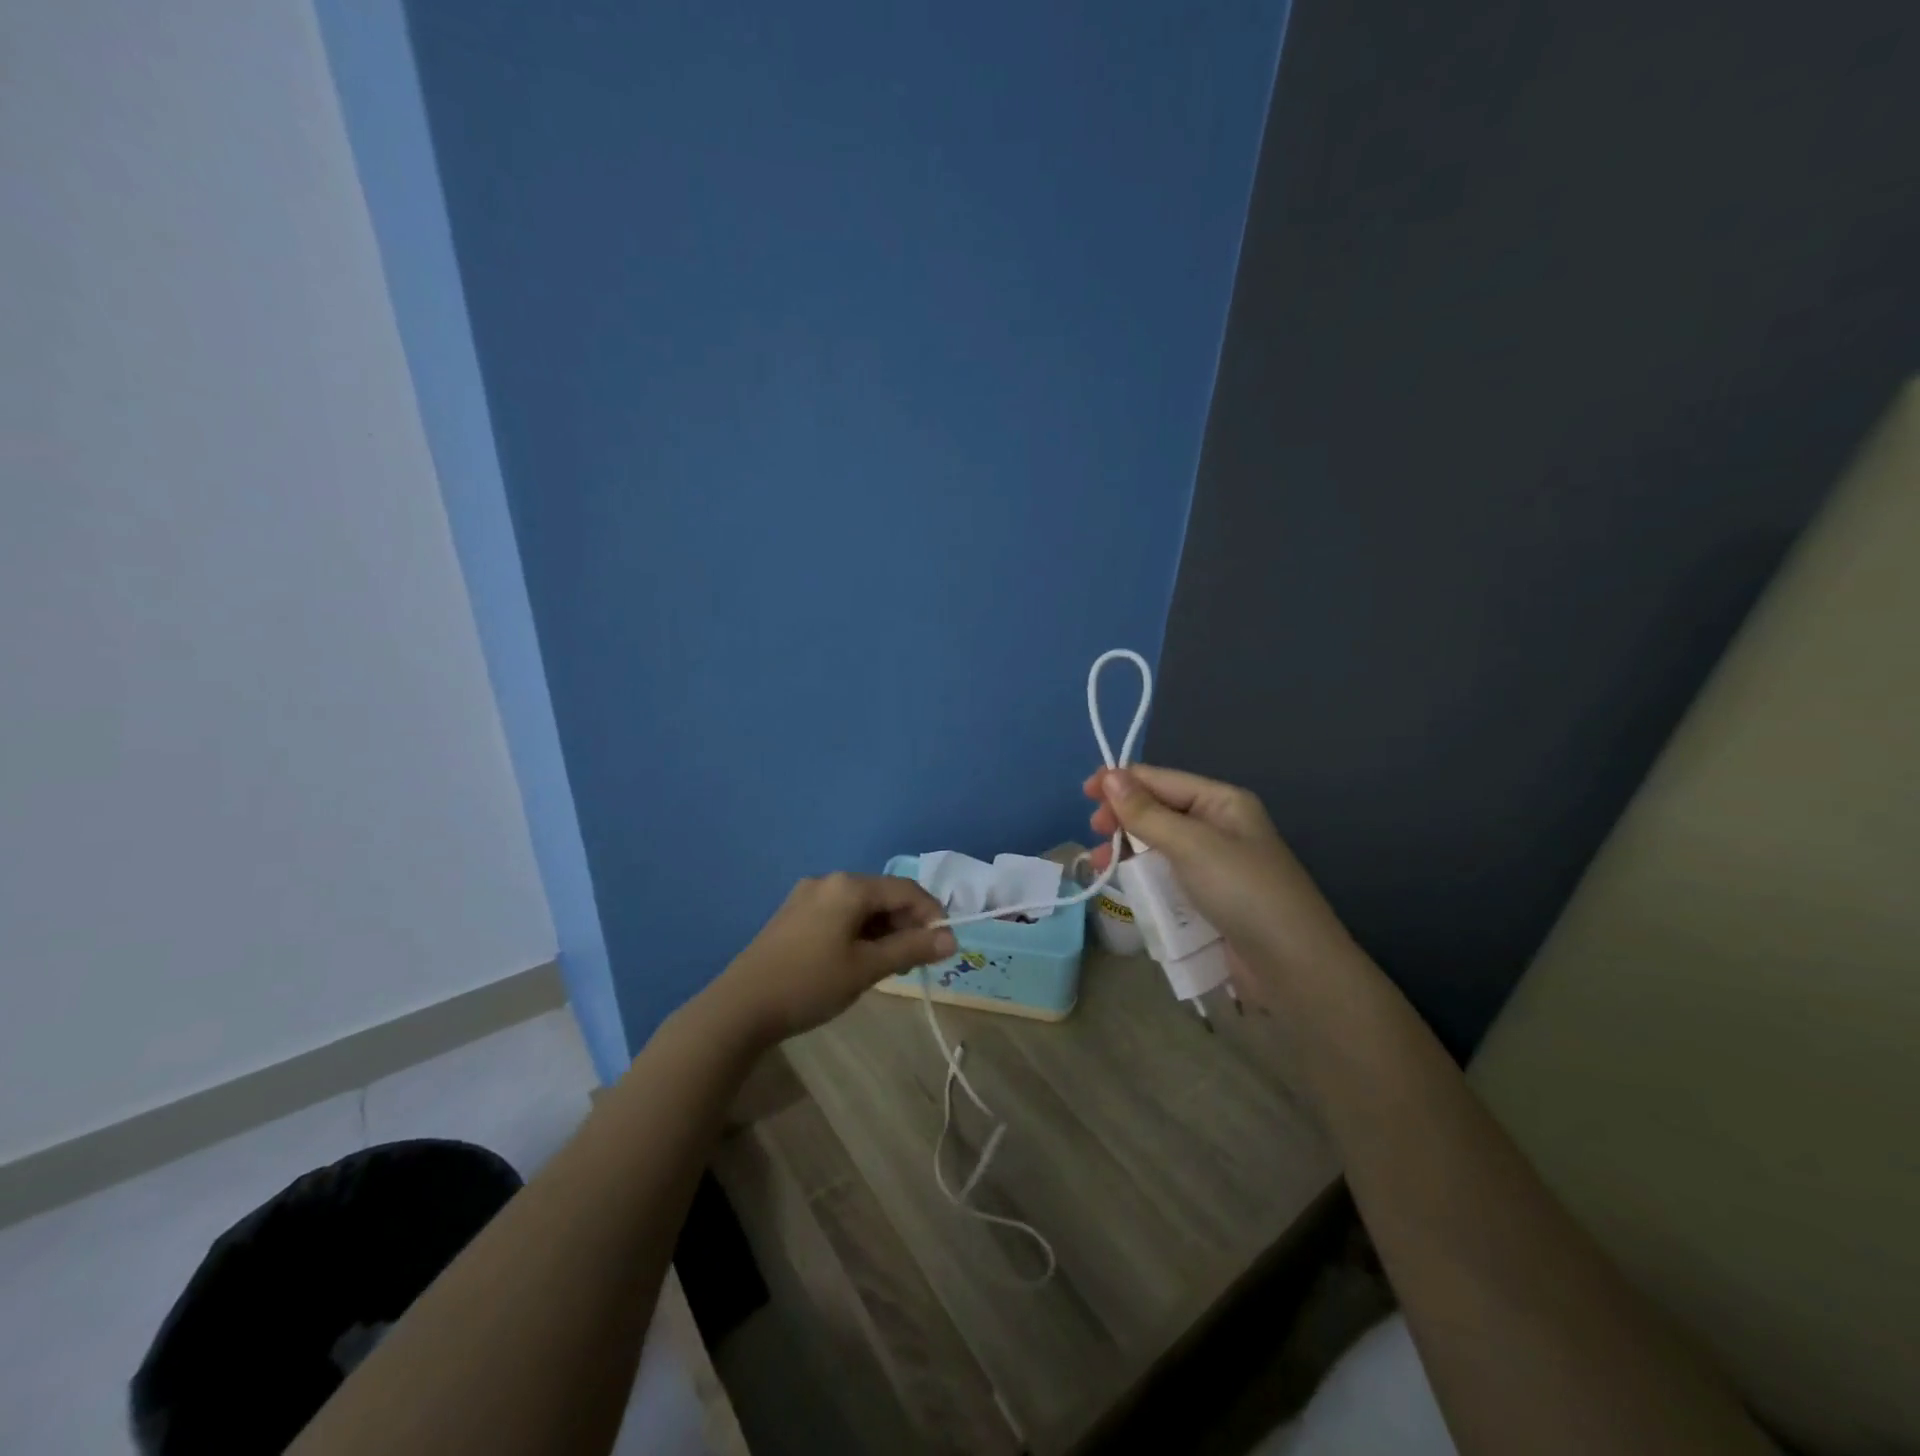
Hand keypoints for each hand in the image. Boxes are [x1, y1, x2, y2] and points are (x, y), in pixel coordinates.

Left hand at [716, 873, 956, 1044]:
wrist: (740, 1007)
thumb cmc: (810, 983)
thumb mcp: (867, 968)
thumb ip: (911, 949)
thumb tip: (952, 938)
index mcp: (849, 886)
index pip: (906, 890)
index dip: (931, 915)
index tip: (944, 946)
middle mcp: (829, 881)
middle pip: (883, 895)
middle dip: (905, 924)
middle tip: (915, 962)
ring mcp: (807, 896)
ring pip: (861, 906)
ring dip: (883, 930)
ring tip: (888, 966)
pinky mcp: (794, 914)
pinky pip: (839, 914)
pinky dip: (858, 932)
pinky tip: (858, 960)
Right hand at [1083, 765, 1355, 987]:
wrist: (1292, 966)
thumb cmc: (1243, 892)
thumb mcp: (1192, 845)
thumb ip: (1146, 813)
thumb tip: (1109, 776)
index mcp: (1221, 802)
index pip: (1161, 779)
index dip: (1121, 782)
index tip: (1084, 795)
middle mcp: (1218, 826)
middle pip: (1158, 811)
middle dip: (1123, 818)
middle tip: (1095, 833)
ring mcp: (1213, 865)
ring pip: (1157, 846)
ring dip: (1128, 851)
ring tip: (1102, 865)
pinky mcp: (1207, 898)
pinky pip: (1166, 877)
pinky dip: (1144, 878)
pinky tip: (1125, 887)